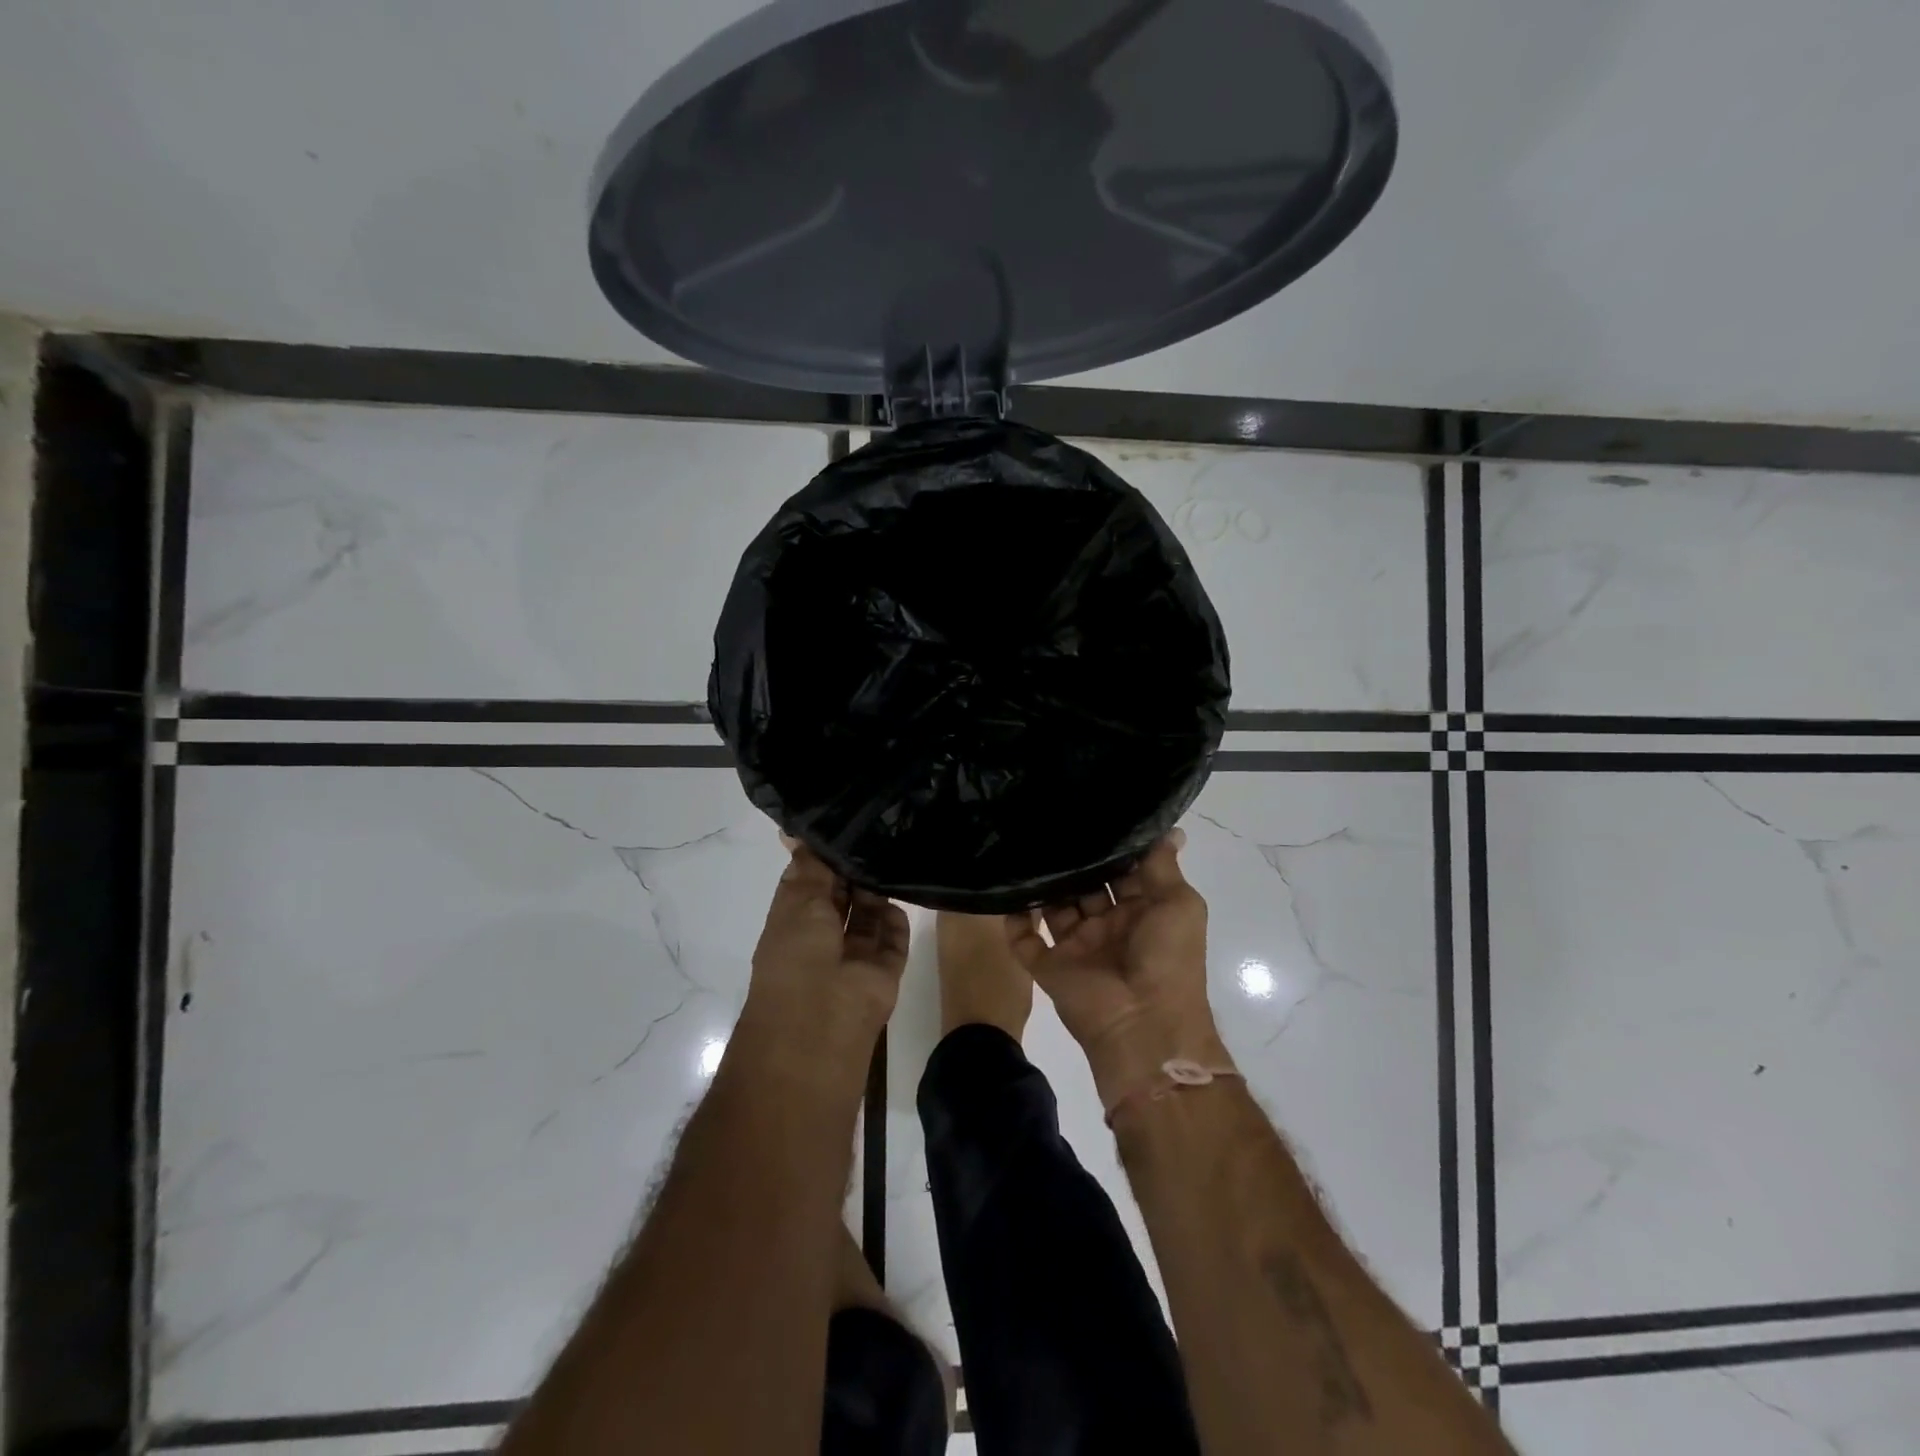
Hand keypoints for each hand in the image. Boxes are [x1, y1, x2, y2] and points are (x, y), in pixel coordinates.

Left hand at [742, 841, 909, 1052]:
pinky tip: (903, 890)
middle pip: (842, 894)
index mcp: (793, 920)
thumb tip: (798, 832)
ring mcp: (854, 956)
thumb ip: (810, 866)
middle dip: (854, 868)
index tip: (844, 819)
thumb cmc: (797, 957)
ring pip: (869, 914)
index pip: (810, 879)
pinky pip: (893, 938)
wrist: (822, 1027)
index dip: (823, 854)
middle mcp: (822, 935)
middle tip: (878, 828)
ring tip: (893, 850)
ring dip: (877, 888)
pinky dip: (897, 918)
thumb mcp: (798, 901)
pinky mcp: (883, 971)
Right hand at [1004, 830, 1227, 1103]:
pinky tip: (1005, 891)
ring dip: (1042, 883)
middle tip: (1046, 822)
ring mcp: (1076, 946)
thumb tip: (1171, 829)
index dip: (1108, 847)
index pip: (1120, 871)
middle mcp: (1107, 925)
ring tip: (1022, 846)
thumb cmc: (1168, 959)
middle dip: (1071, 861)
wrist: (1144, 1025)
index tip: (1087, 811)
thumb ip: (1162, 866)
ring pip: (1053, 907)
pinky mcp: (1049, 966)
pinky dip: (1013, 920)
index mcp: (1140, 911)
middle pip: (1083, 885)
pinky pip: (1024, 939)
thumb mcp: (1179, 904)